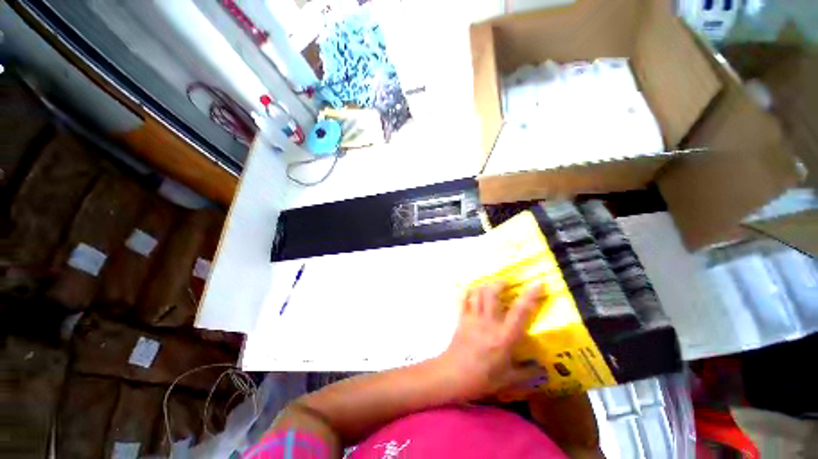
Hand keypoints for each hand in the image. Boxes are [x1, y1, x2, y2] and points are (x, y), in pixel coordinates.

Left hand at [435, 281, 545, 401]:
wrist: (454, 375)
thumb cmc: (483, 378)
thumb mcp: (509, 380)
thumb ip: (527, 373)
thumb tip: (543, 370)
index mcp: (504, 336)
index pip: (520, 311)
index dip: (530, 296)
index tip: (537, 283)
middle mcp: (488, 322)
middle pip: (492, 293)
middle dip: (500, 283)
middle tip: (506, 283)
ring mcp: (472, 318)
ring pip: (477, 293)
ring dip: (485, 285)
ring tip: (491, 285)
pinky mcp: (460, 319)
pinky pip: (462, 300)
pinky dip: (466, 292)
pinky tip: (470, 290)